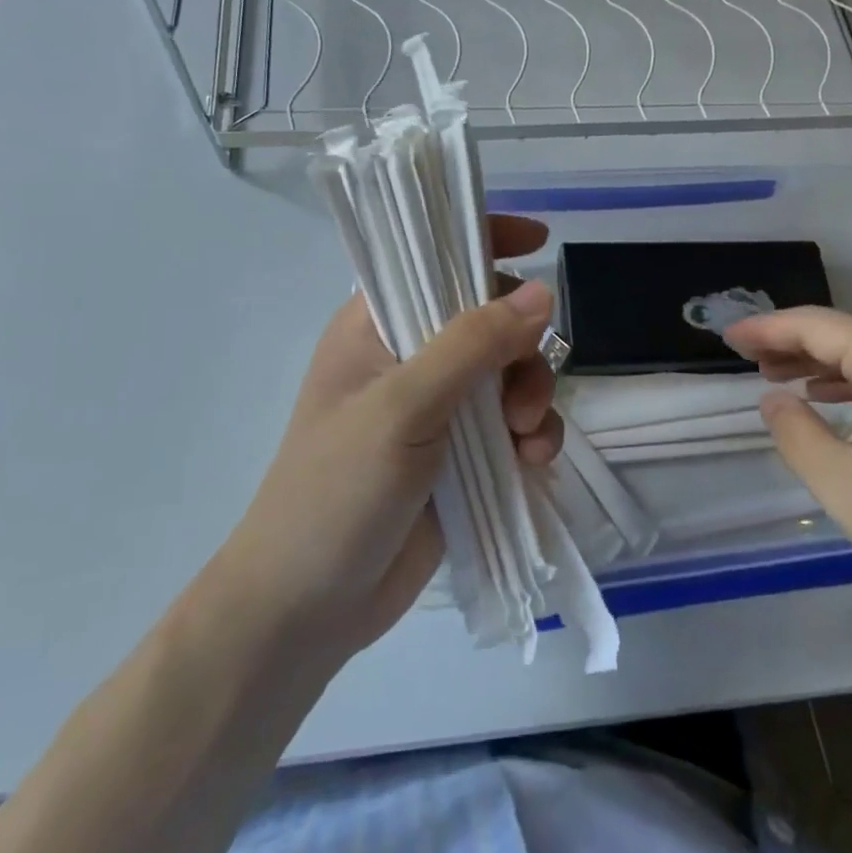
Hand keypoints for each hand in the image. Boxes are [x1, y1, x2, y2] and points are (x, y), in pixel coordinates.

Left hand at [230, 216, 559, 659]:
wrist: (308, 613)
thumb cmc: (335, 492)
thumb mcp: (403, 407)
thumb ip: (473, 345)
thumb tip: (544, 291)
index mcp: (377, 325)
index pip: (433, 257)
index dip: (484, 239)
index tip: (538, 241)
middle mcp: (411, 356)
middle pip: (489, 316)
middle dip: (521, 346)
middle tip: (521, 394)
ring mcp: (440, 407)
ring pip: (511, 371)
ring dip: (532, 396)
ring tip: (527, 441)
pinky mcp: (463, 455)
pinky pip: (516, 423)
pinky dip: (533, 436)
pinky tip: (533, 464)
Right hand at [725, 307, 851, 645]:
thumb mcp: (847, 487)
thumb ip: (797, 434)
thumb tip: (774, 398)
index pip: (817, 326)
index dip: (767, 329)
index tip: (727, 337)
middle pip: (844, 335)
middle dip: (791, 344)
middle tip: (745, 357)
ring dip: (821, 365)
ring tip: (778, 377)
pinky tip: (835, 406)